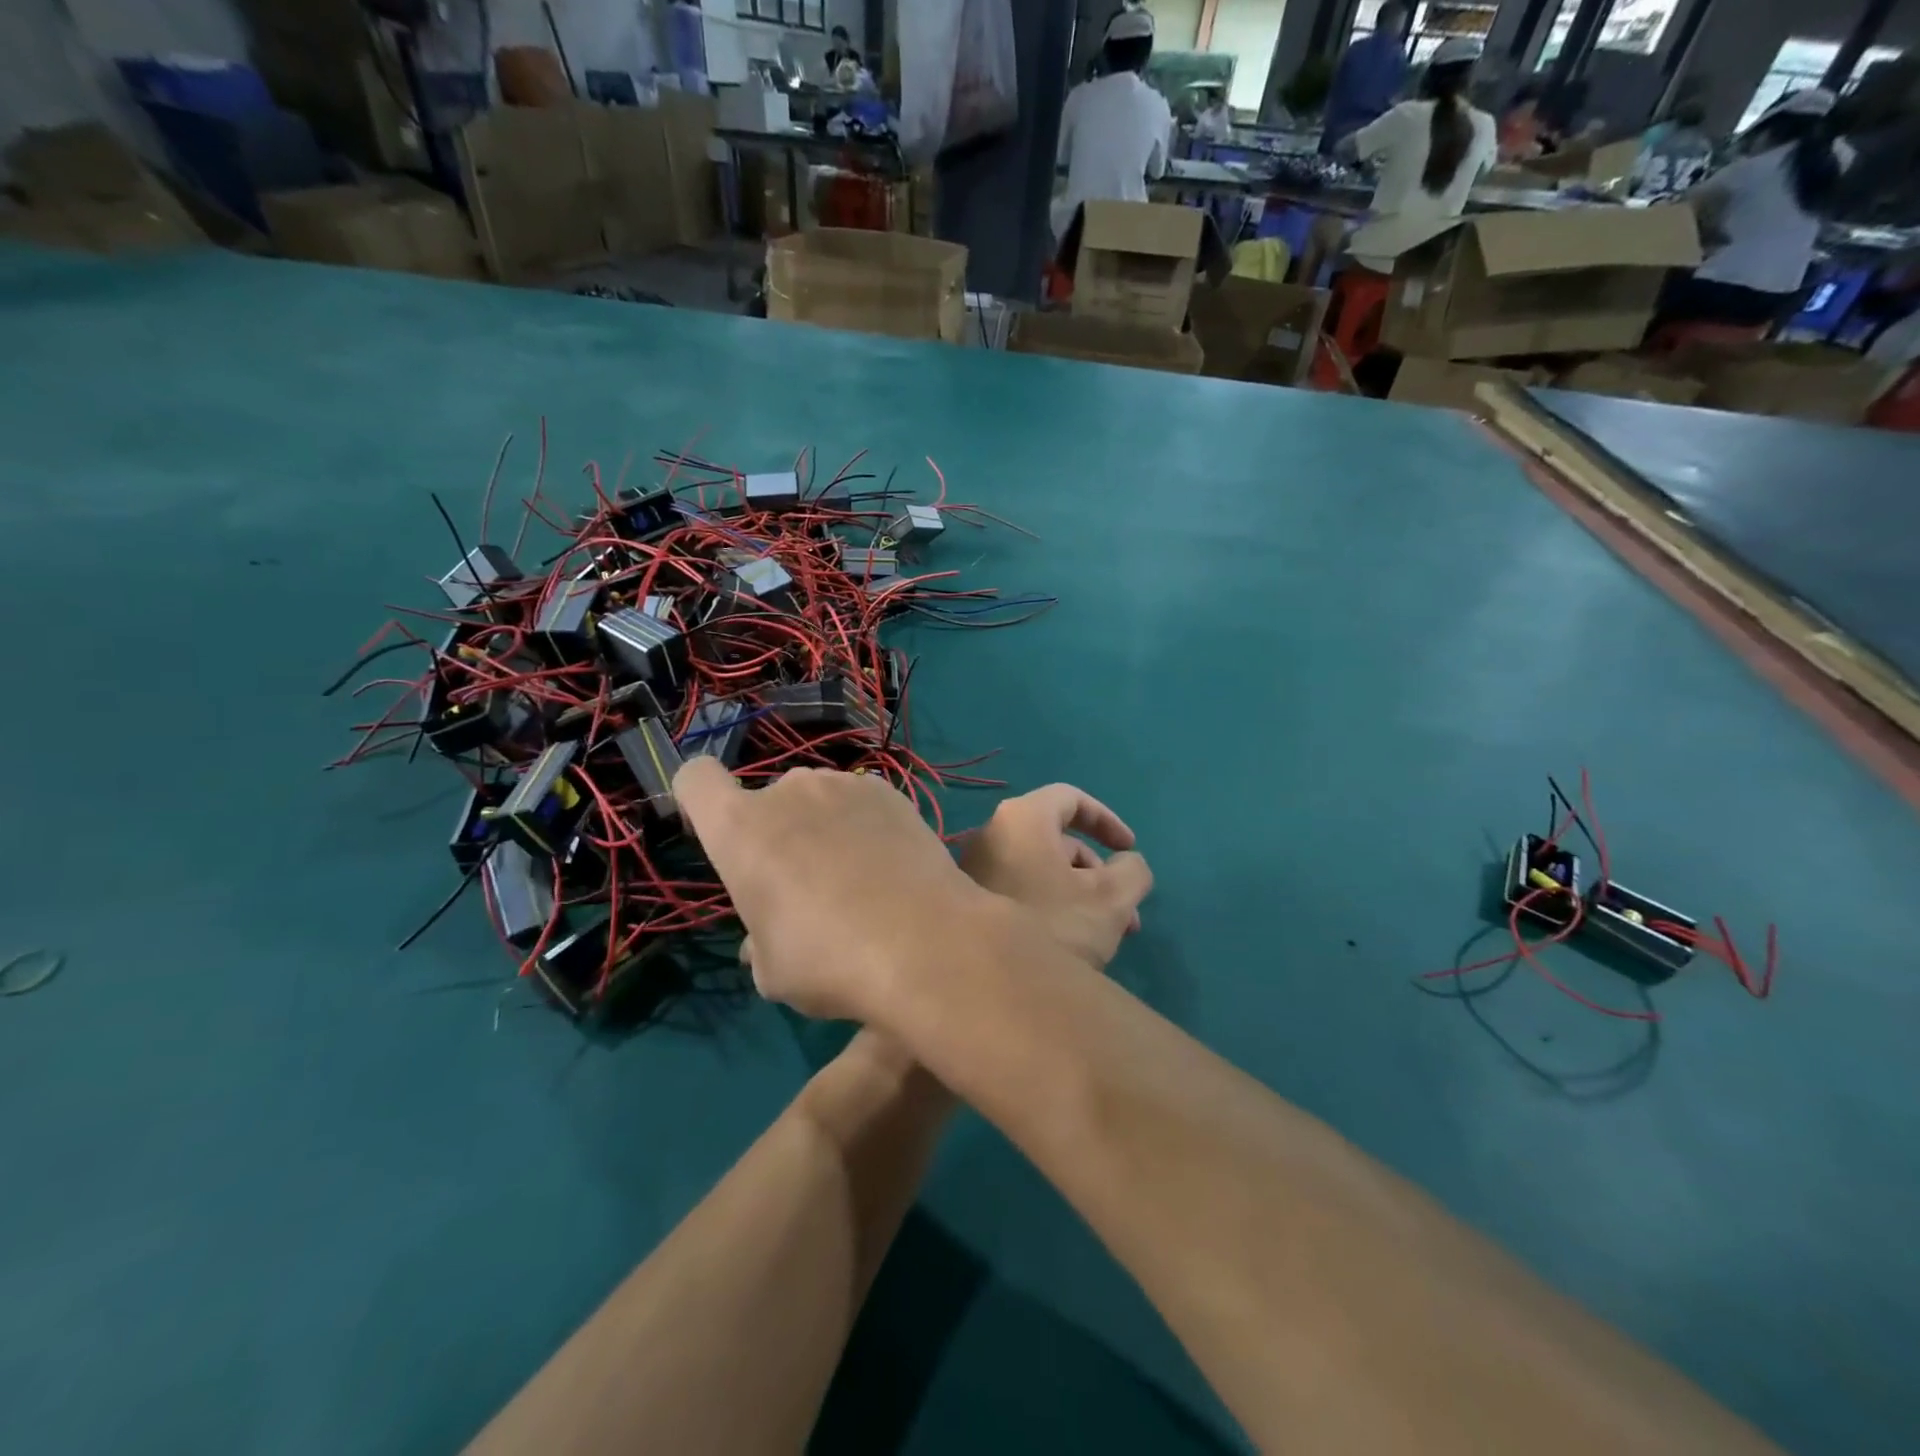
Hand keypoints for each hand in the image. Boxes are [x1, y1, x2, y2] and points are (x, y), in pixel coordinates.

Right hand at [675, 758, 993, 1023]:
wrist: (924, 943)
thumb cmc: (829, 960)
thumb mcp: (773, 970)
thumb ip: (758, 942)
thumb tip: (762, 942)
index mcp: (740, 828)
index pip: (695, 779)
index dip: (699, 801)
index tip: (716, 834)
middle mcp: (789, 791)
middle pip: (767, 800)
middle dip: (776, 834)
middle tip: (804, 886)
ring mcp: (844, 784)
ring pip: (817, 800)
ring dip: (822, 828)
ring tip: (856, 879)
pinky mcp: (891, 792)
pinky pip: (861, 803)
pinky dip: (864, 826)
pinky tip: (888, 866)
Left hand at [959, 784, 1151, 972]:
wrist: (989, 986)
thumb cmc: (1056, 925)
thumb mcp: (1112, 897)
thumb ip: (1133, 869)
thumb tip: (1127, 863)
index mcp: (1023, 818)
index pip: (1070, 798)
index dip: (1106, 819)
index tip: (1129, 849)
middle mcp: (992, 834)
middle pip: (1057, 840)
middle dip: (1099, 872)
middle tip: (1127, 912)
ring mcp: (975, 868)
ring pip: (1040, 870)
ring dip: (1080, 894)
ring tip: (1108, 937)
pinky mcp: (968, 901)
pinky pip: (1019, 889)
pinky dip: (1050, 903)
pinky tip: (1071, 944)